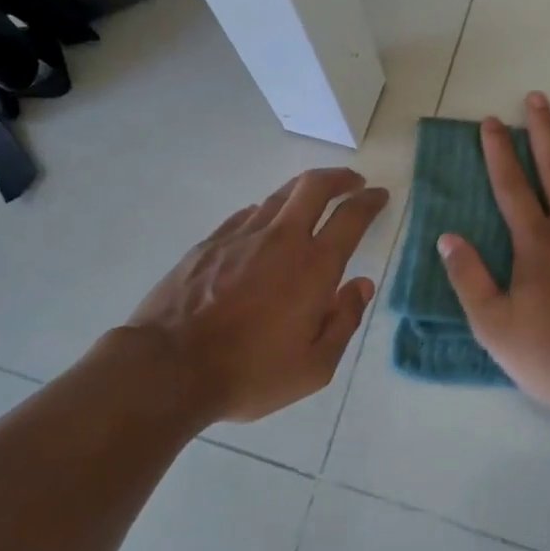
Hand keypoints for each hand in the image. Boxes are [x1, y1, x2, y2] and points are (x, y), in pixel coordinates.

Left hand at [127, 167, 389, 422]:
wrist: (170, 367)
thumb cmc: (250, 373)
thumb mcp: (314, 367)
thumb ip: (344, 321)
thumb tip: (361, 286)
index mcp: (313, 267)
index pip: (351, 217)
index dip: (370, 202)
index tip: (379, 195)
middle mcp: (281, 239)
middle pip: (314, 186)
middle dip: (339, 177)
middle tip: (352, 181)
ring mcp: (241, 236)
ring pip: (278, 195)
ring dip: (303, 190)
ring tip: (312, 199)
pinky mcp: (210, 243)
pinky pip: (246, 215)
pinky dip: (267, 211)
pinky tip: (266, 224)